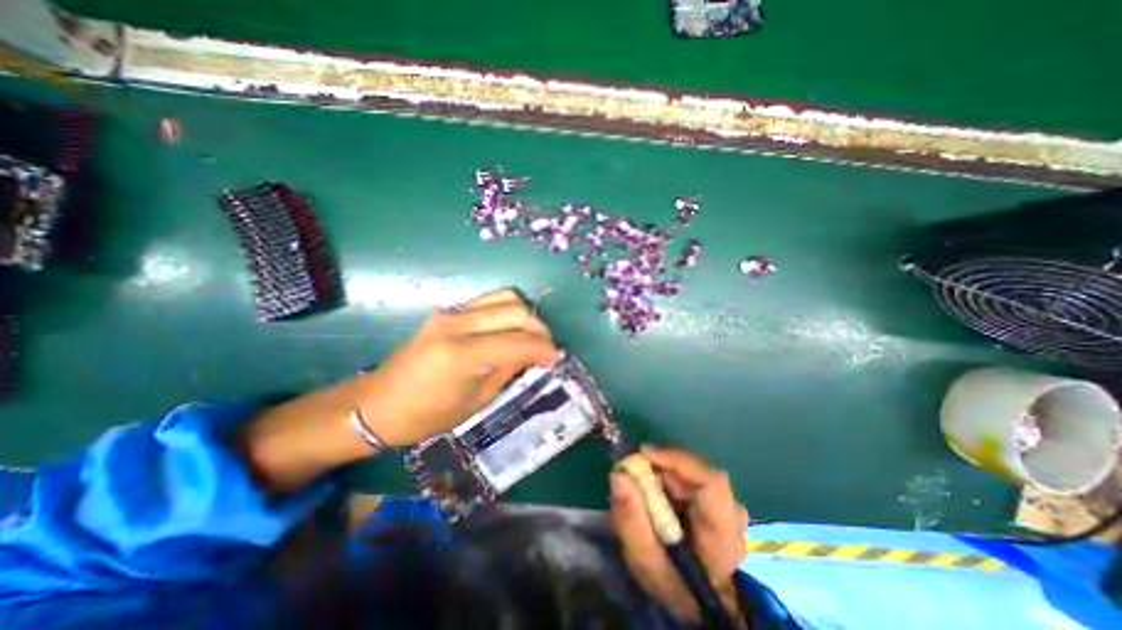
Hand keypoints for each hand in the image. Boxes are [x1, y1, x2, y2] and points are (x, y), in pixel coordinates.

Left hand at [359, 287, 554, 446]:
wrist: (377, 404)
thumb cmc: (427, 415)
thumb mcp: (476, 400)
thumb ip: (508, 369)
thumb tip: (535, 354)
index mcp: (462, 355)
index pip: (517, 341)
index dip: (543, 348)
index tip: (556, 357)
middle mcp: (456, 325)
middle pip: (514, 310)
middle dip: (538, 328)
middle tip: (546, 347)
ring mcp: (449, 312)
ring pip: (503, 296)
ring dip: (524, 314)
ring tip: (530, 335)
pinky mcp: (446, 310)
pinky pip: (488, 300)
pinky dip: (507, 310)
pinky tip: (509, 328)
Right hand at [610, 445, 746, 622]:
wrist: (696, 601)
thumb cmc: (671, 583)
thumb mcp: (644, 559)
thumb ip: (630, 518)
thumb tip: (618, 474)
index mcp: (722, 531)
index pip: (710, 480)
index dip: (676, 459)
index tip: (643, 453)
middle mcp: (732, 511)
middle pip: (696, 469)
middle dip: (661, 465)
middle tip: (633, 472)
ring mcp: (727, 503)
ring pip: (691, 469)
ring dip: (664, 471)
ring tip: (642, 487)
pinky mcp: (718, 499)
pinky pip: (691, 475)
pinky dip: (669, 476)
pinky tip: (656, 492)